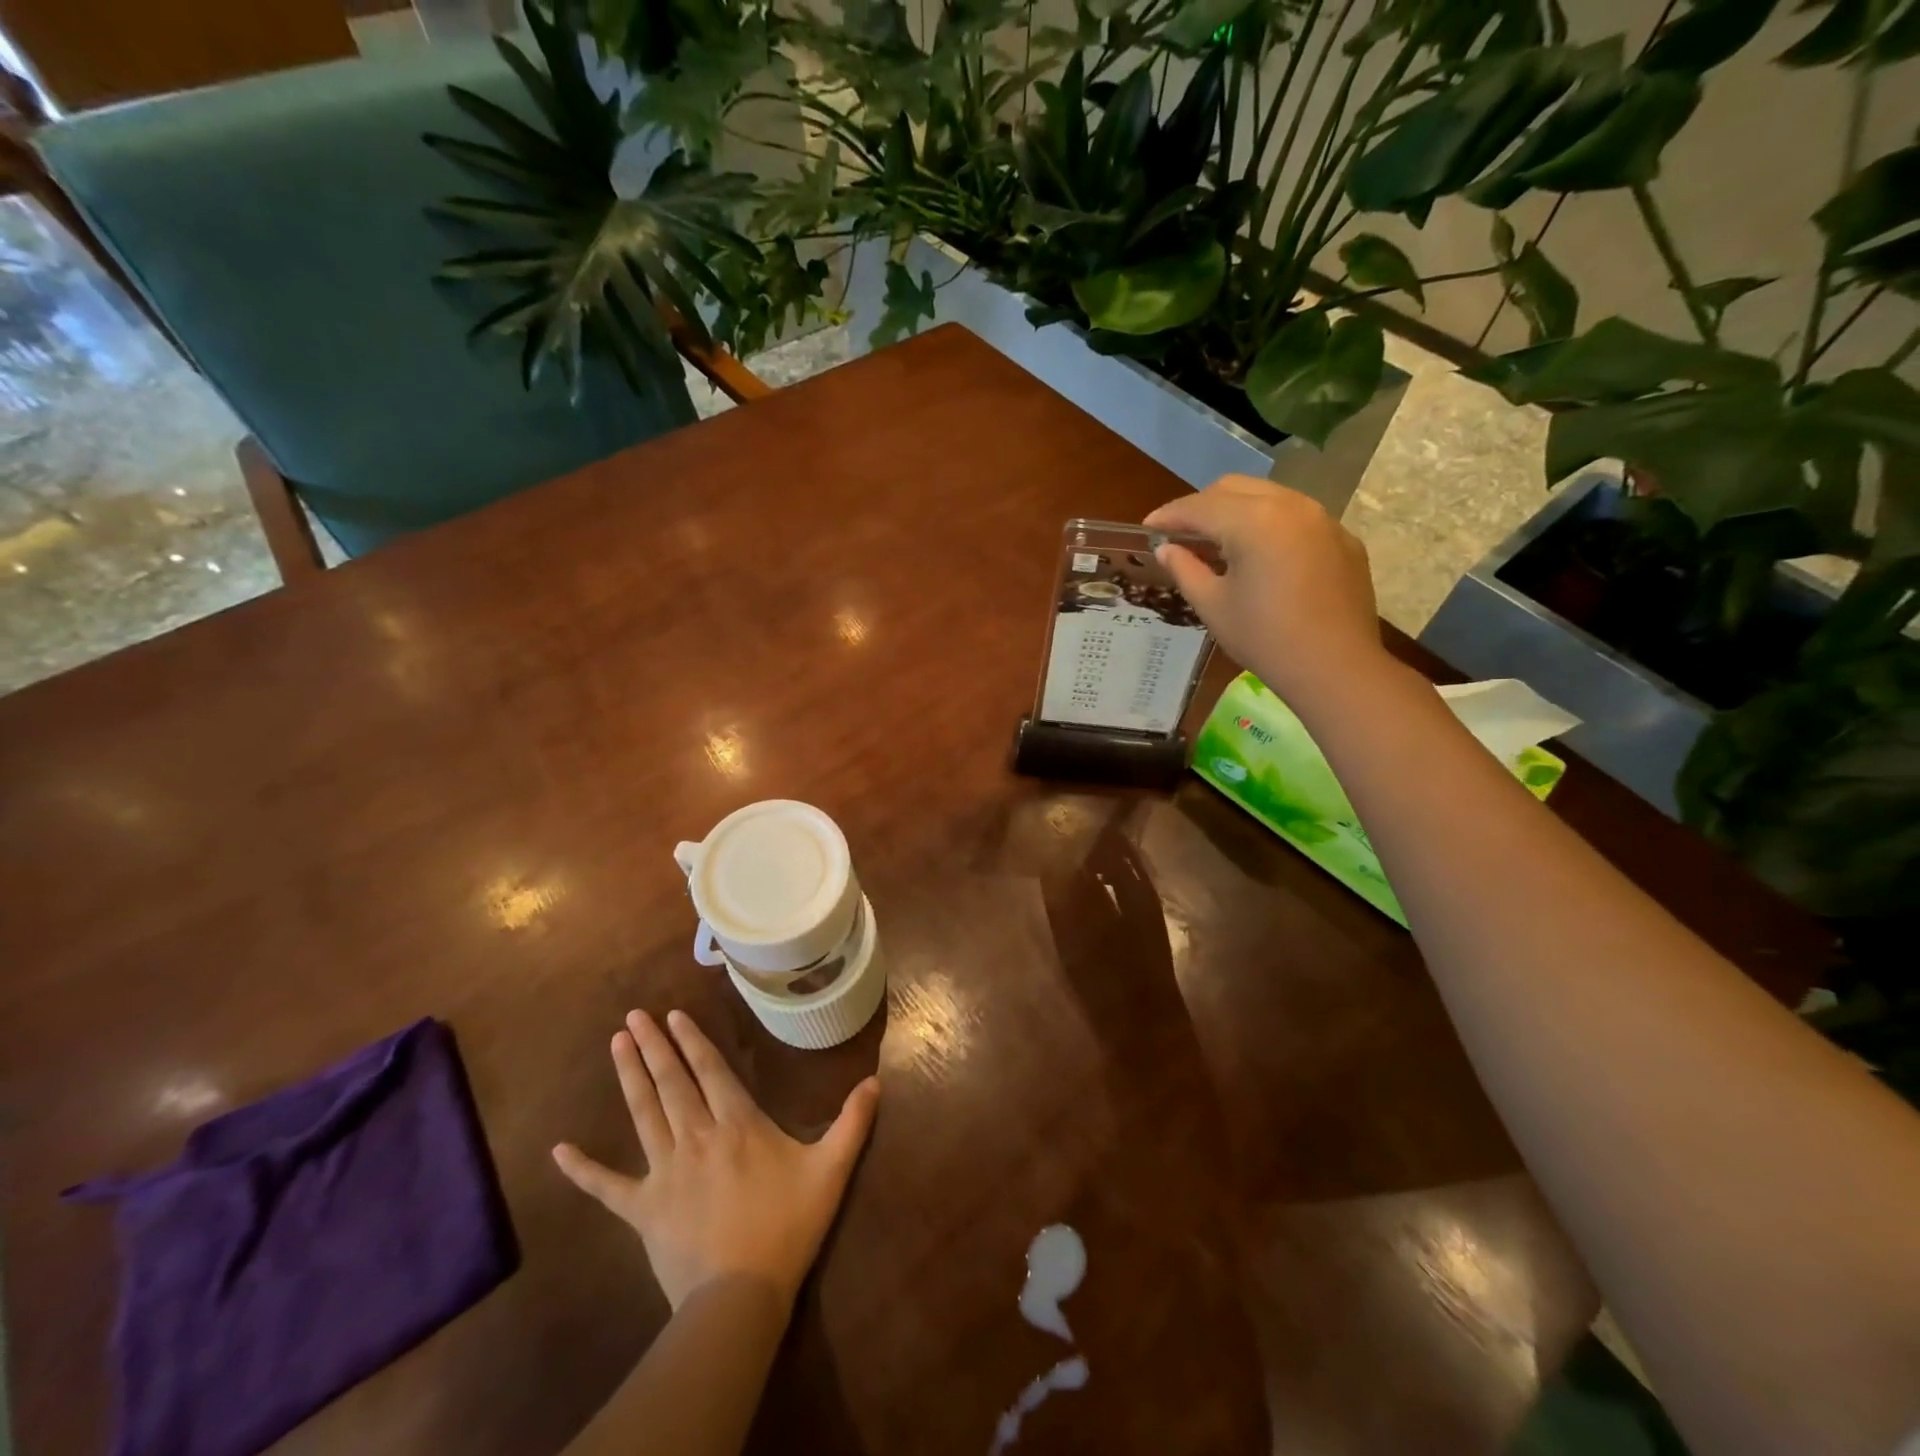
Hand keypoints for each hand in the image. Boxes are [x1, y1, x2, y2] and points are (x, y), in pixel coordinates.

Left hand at [553, 1009, 879, 1312]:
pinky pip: (606, 1186)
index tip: (672, 1015)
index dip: (692, 1040)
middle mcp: (697, 1136)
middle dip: (653, 1046)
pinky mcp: (641, 1209)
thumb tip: (876, 1080)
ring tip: (616, 1044)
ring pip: (643, 1114)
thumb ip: (853, 1122)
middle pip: (671, 1082)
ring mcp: (664, 1171)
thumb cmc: (787, 1226)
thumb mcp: (831, 1171)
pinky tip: (557, 1150)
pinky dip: (582, 1169)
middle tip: (634, 1016)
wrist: (740, 1296)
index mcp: (737, 1124)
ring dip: (629, 1077)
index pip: (710, 1071)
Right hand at [1144, 474, 1387, 708]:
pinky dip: (1269, 525)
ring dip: (1236, 511)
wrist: (1335, 667)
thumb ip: (1185, 569)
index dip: (1169, 515)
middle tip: (1180, 532)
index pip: (1199, 506)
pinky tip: (1260, 556)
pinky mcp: (1342, 538)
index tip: (1148, 527)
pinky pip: (1297, 517)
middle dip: (1202, 505)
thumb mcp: (1213, 606)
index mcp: (1253, 521)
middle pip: (1234, 488)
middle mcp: (1290, 505)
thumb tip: (1166, 549)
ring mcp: (1322, 518)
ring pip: (1268, 496)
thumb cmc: (1264, 638)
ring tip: (1217, 541)